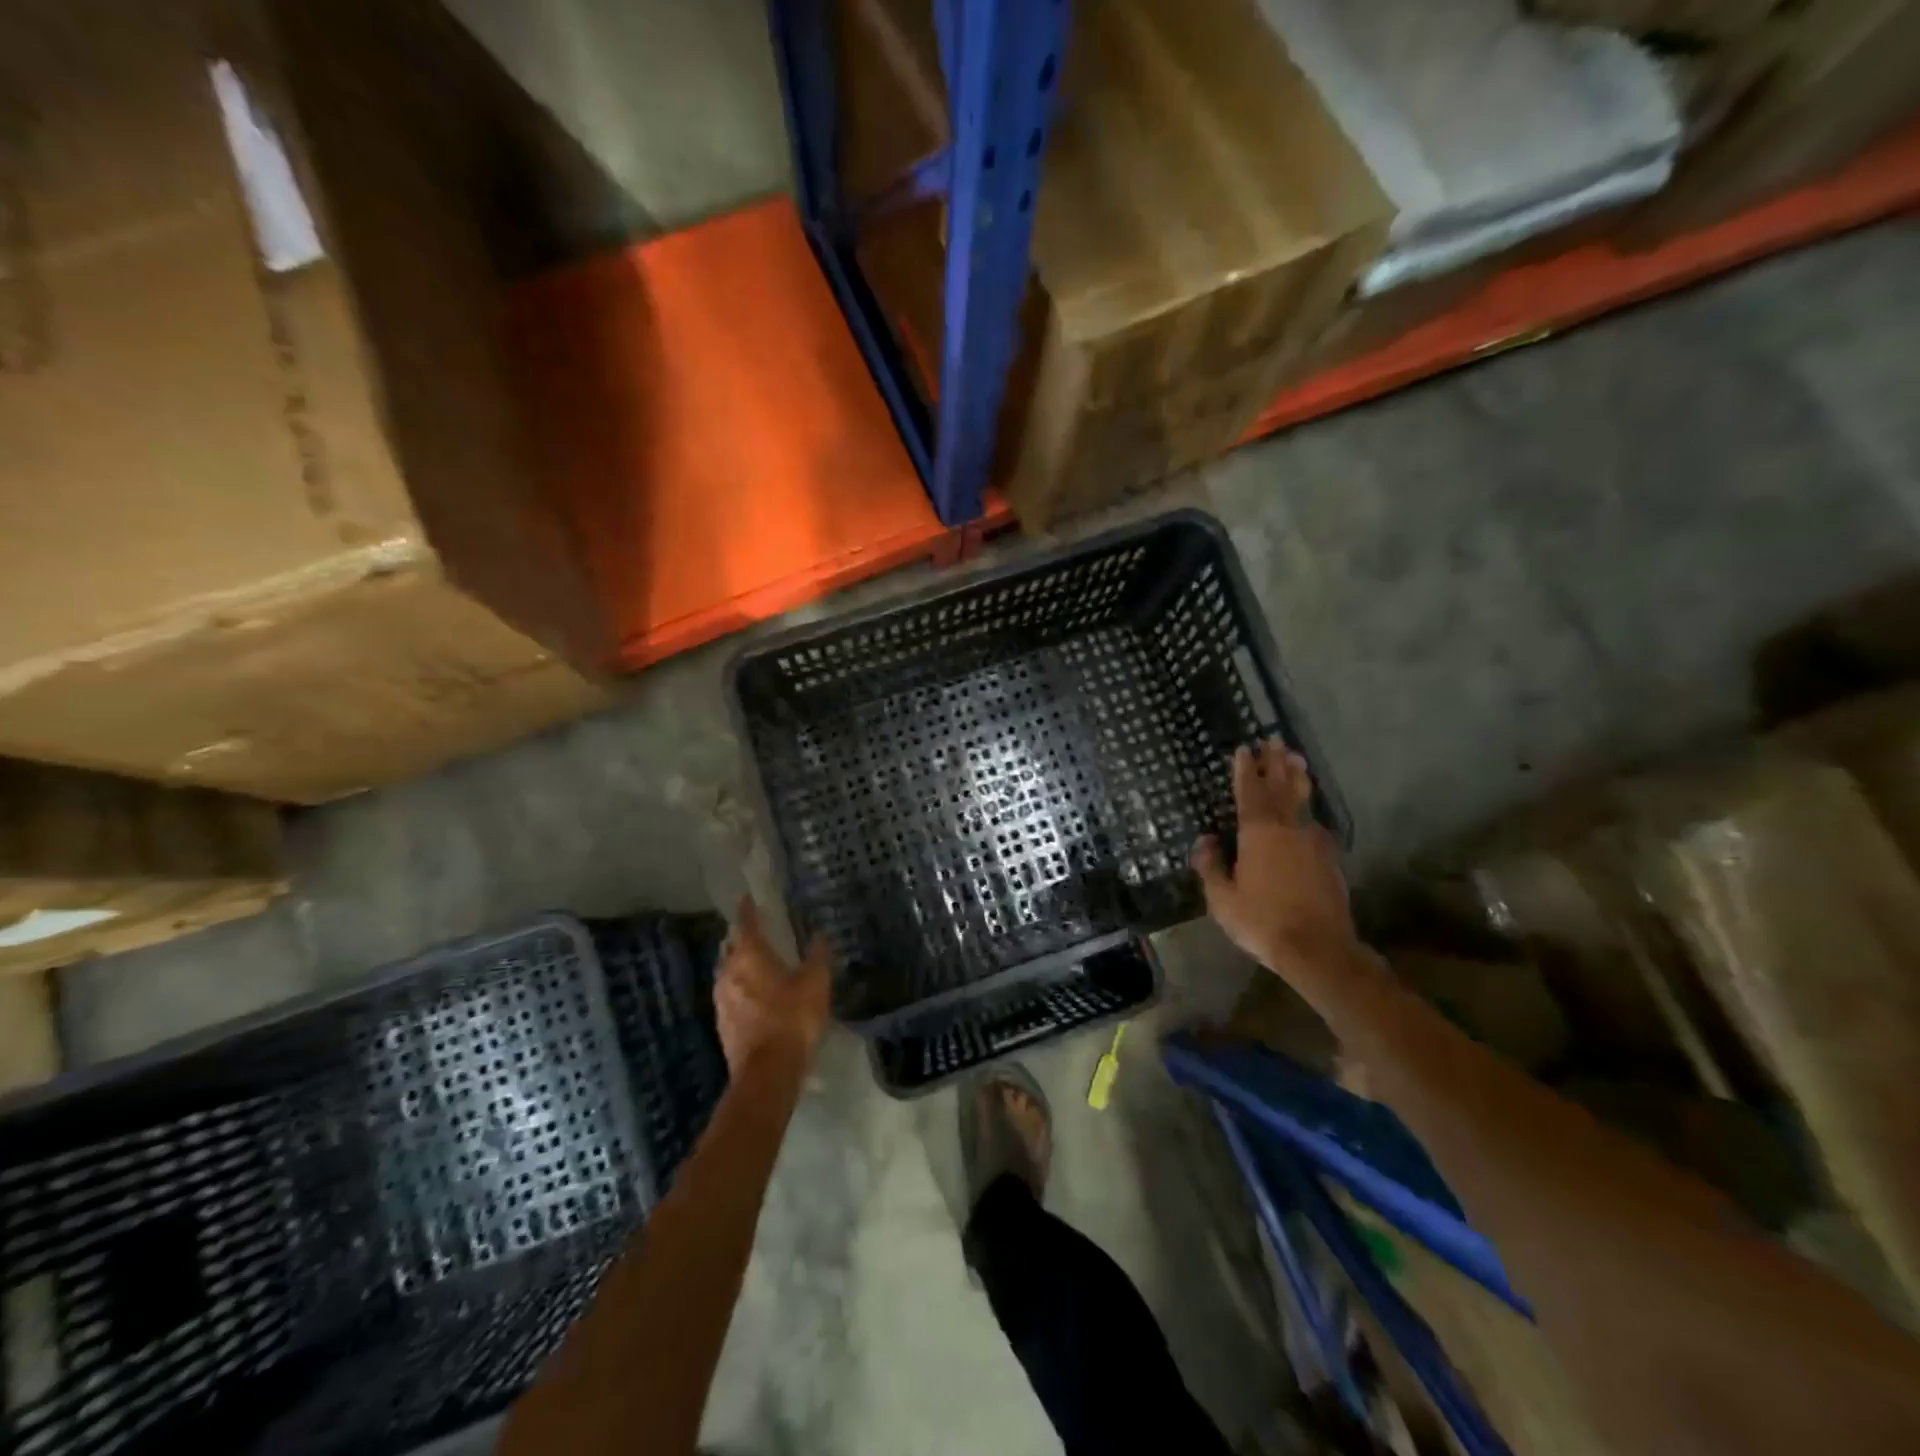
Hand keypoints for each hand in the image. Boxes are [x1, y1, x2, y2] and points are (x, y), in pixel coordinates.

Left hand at [715, 897, 831, 1084]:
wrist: (767, 1072)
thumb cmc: (792, 1018)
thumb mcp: (815, 982)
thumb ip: (817, 956)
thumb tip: (819, 936)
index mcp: (749, 955)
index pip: (745, 923)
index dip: (748, 909)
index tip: (748, 898)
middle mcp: (728, 972)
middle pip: (730, 946)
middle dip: (741, 937)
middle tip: (757, 931)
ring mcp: (721, 999)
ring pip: (727, 970)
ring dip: (739, 963)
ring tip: (757, 962)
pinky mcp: (722, 1023)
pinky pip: (729, 993)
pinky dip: (740, 986)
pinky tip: (755, 994)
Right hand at [1193, 740, 1359, 988]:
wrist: (1318, 948)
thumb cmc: (1262, 921)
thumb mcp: (1222, 898)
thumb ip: (1211, 866)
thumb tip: (1206, 841)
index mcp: (1258, 833)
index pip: (1249, 791)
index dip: (1245, 769)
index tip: (1244, 748)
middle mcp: (1288, 828)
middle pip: (1282, 787)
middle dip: (1276, 763)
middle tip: (1275, 740)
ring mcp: (1314, 842)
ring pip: (1304, 802)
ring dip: (1297, 778)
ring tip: (1297, 760)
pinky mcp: (1331, 859)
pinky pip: (1315, 825)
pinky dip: (1309, 811)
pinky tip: (1309, 814)